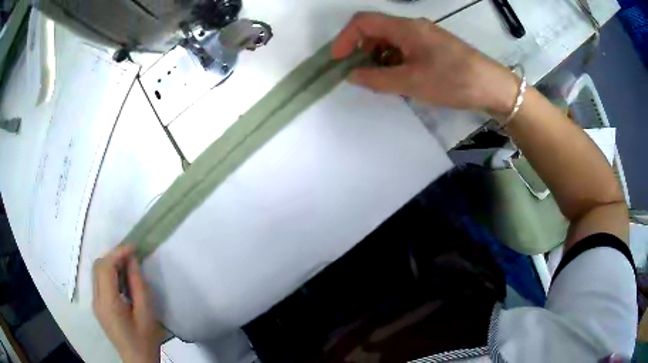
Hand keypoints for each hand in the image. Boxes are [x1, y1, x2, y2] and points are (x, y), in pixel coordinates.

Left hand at [93, 245, 163, 362]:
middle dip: (114, 256)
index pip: (106, 267)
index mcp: (108, 303)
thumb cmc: (145, 339)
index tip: (134, 247)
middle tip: (132, 256)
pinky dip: (109, 274)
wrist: (138, 360)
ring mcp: (95, 304)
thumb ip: (138, 285)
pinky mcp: (98, 307)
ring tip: (128, 265)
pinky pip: (100, 282)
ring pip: (97, 273)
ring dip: (111, 264)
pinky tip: (122, 279)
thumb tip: (132, 261)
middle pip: (98, 267)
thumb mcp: (147, 313)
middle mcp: (97, 300)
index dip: (118, 253)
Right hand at [331, 12, 518, 115]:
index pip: (364, 22)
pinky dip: (394, 61)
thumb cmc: (453, 80)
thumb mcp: (412, 83)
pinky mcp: (433, 47)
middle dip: (361, 49)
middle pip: (376, 30)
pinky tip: (399, 78)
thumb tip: (352, 75)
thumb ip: (377, 79)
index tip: (337, 59)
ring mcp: (424, 36)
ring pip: (390, 40)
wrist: (492, 86)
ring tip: (380, 80)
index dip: (345, 38)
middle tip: (359, 73)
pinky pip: (405, 48)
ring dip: (378, 57)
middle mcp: (413, 27)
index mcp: (405, 28)